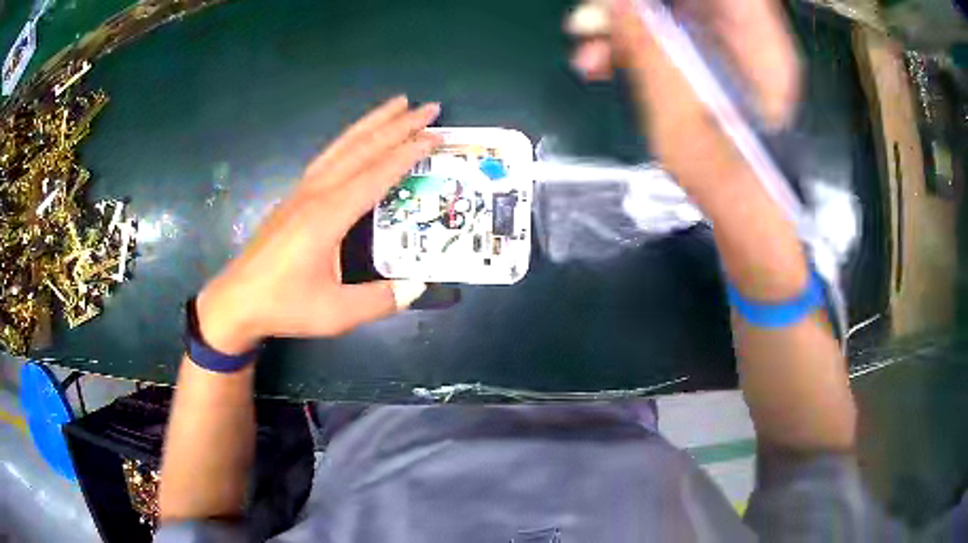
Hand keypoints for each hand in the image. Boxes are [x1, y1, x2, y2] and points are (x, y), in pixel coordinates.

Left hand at [195, 96, 440, 353]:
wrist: (237, 301)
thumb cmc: (284, 305)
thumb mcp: (336, 313)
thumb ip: (379, 300)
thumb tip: (417, 286)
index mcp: (328, 215)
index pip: (376, 173)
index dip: (408, 153)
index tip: (436, 136)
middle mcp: (316, 193)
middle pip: (362, 148)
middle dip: (398, 125)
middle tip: (429, 107)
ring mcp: (302, 191)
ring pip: (342, 145)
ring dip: (372, 122)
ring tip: (398, 103)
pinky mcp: (294, 197)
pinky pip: (329, 156)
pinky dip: (350, 139)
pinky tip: (358, 138)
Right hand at [566, 0, 800, 182]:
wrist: (741, 213)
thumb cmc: (719, 168)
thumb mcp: (678, 101)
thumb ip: (648, 41)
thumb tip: (619, 2)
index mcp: (755, 38)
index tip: (627, 1)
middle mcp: (746, 38)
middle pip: (685, 1)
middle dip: (632, 8)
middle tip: (587, 23)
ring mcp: (728, 54)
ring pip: (672, 19)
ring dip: (625, 30)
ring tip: (586, 57)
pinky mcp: (712, 70)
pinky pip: (672, 42)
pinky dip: (638, 49)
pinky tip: (604, 65)